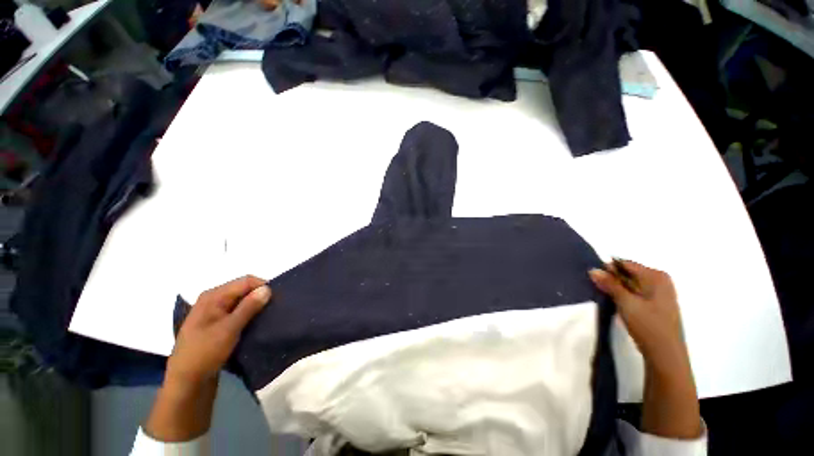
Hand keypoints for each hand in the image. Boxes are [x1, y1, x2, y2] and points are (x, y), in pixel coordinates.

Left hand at [145, 276, 271, 441]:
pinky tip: (261, 321)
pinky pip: (241, 312)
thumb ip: (248, 307)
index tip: (279, 296)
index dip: (263, 285)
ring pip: (244, 301)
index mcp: (212, 298)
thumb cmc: (203, 355)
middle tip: (277, 305)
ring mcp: (217, 314)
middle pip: (245, 289)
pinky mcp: (221, 326)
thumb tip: (268, 288)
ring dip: (258, 304)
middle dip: (261, 294)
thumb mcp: (227, 330)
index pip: (245, 281)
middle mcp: (213, 302)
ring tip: (272, 313)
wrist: (187, 384)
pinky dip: (252, 313)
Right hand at [588, 260, 687, 371]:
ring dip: (616, 288)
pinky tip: (614, 303)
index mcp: (656, 276)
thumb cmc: (648, 325)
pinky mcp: (655, 305)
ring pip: (630, 284)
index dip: (607, 269)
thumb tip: (593, 269)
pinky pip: (634, 294)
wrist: (665, 354)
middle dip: (611, 279)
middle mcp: (659, 281)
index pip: (625, 264)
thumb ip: (609, 284)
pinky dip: (623, 296)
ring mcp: (659, 294)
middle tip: (595, 286)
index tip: (592, 277)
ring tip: (602, 295)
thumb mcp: (626, 302)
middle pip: (628, 273)